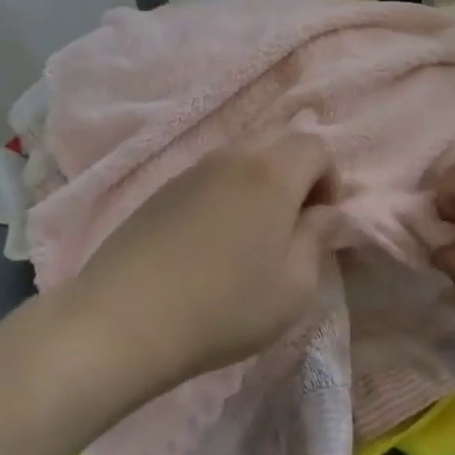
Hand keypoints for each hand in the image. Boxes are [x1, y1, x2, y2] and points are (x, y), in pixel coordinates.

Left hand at [67, 131, 332, 394]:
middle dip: (298, 169)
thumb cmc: (224, 306)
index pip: (317, 146)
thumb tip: (325, 213)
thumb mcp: (293, 288)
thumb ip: (317, 240)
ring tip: (255, 231)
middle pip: (280, 136)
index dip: (330, 179)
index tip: (320, 223)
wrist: (125, 318)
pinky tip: (215, 237)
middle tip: (293, 220)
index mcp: (272, 172)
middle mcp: (234, 156)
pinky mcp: (165, 188)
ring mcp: (194, 168)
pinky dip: (230, 188)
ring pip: (244, 152)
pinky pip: (213, 172)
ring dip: (263, 177)